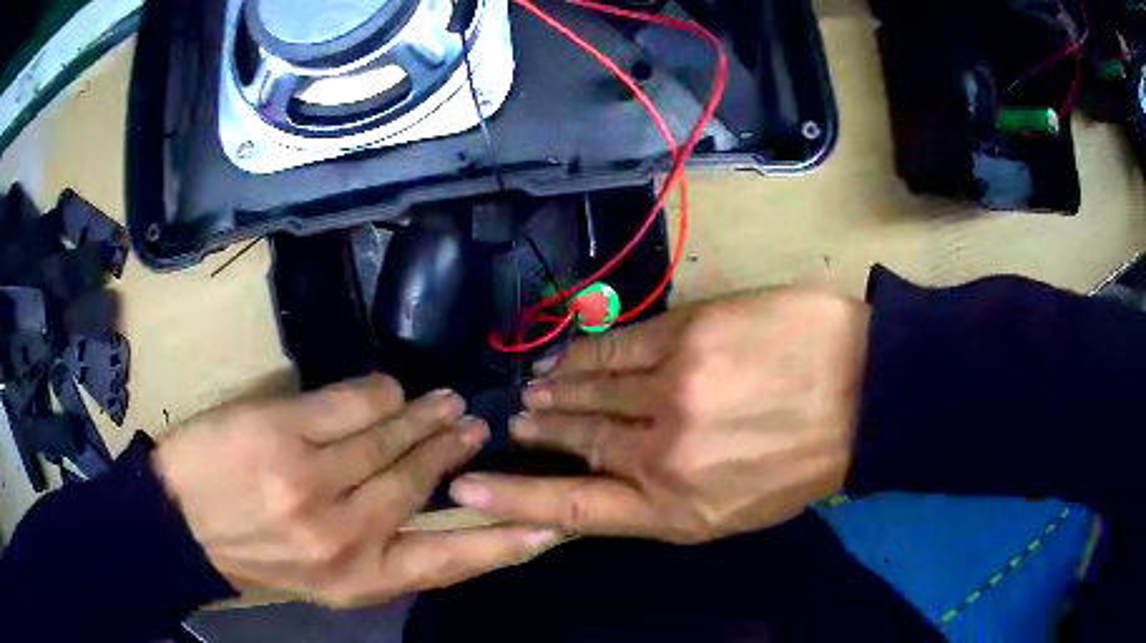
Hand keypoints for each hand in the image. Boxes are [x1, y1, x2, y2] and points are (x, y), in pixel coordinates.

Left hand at [153, 375, 558, 607]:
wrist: (178, 525)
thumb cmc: (252, 555)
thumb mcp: (323, 578)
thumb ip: (377, 552)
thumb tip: (432, 510)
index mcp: (358, 580)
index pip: (449, 562)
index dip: (503, 543)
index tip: (547, 524)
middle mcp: (345, 536)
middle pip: (421, 482)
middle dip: (453, 449)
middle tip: (473, 423)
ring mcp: (312, 481)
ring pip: (391, 437)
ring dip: (424, 414)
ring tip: (444, 402)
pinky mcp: (283, 433)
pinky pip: (353, 402)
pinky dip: (380, 392)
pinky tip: (389, 389)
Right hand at [449, 289, 868, 543]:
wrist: (863, 394)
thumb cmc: (803, 462)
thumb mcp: (733, 511)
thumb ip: (665, 500)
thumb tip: (607, 479)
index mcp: (675, 508)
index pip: (572, 508)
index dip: (513, 500)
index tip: (465, 490)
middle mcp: (662, 452)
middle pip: (576, 441)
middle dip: (539, 432)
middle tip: (516, 422)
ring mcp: (673, 388)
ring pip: (589, 390)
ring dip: (556, 390)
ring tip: (534, 389)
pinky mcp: (689, 333)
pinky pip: (618, 346)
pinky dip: (585, 352)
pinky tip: (567, 355)